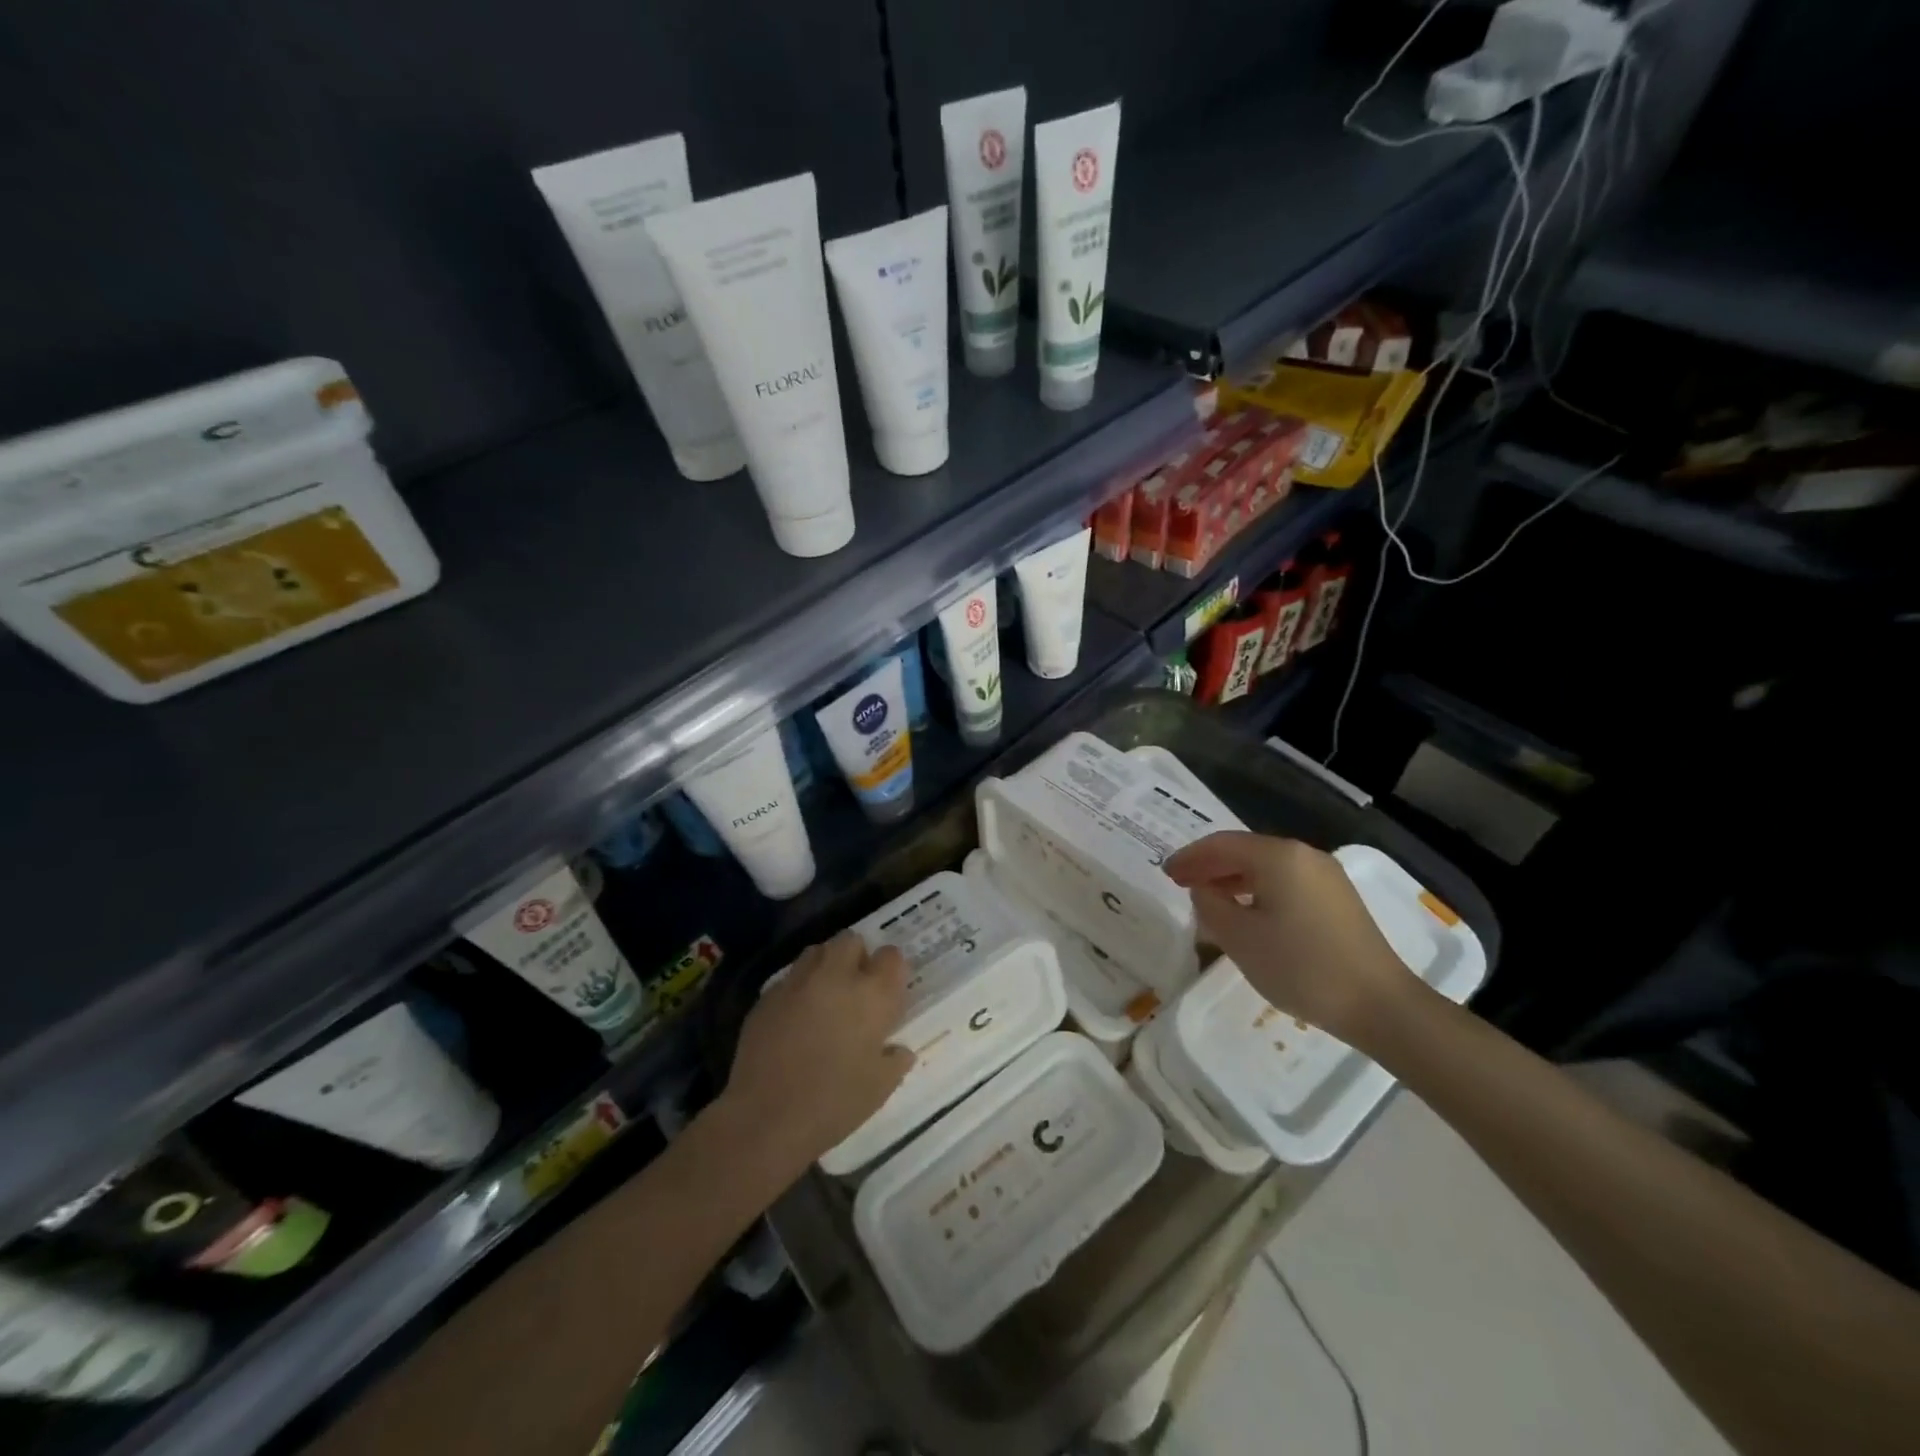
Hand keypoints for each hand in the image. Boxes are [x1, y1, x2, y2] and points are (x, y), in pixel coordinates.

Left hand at [723, 932, 913, 1170]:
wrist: (766, 1118)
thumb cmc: (834, 1103)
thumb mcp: (881, 1087)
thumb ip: (895, 1060)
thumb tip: (898, 1050)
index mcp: (872, 994)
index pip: (892, 956)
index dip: (891, 970)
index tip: (889, 990)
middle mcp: (836, 976)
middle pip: (850, 941)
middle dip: (857, 956)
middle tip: (856, 988)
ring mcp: (797, 983)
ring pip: (816, 951)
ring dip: (826, 966)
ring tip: (825, 996)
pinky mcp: (767, 996)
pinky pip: (789, 979)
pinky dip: (797, 990)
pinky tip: (795, 1019)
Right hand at [1164, 832, 1415, 1046]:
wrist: (1379, 1005)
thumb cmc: (1301, 967)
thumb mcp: (1240, 938)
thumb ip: (1210, 906)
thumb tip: (1203, 890)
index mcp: (1279, 856)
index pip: (1221, 844)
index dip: (1189, 857)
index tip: (1165, 873)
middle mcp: (1304, 855)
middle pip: (1245, 850)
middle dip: (1209, 865)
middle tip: (1180, 883)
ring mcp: (1325, 876)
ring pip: (1266, 867)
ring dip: (1232, 878)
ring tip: (1207, 899)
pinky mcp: (1337, 898)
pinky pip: (1285, 882)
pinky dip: (1257, 889)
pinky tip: (1246, 912)